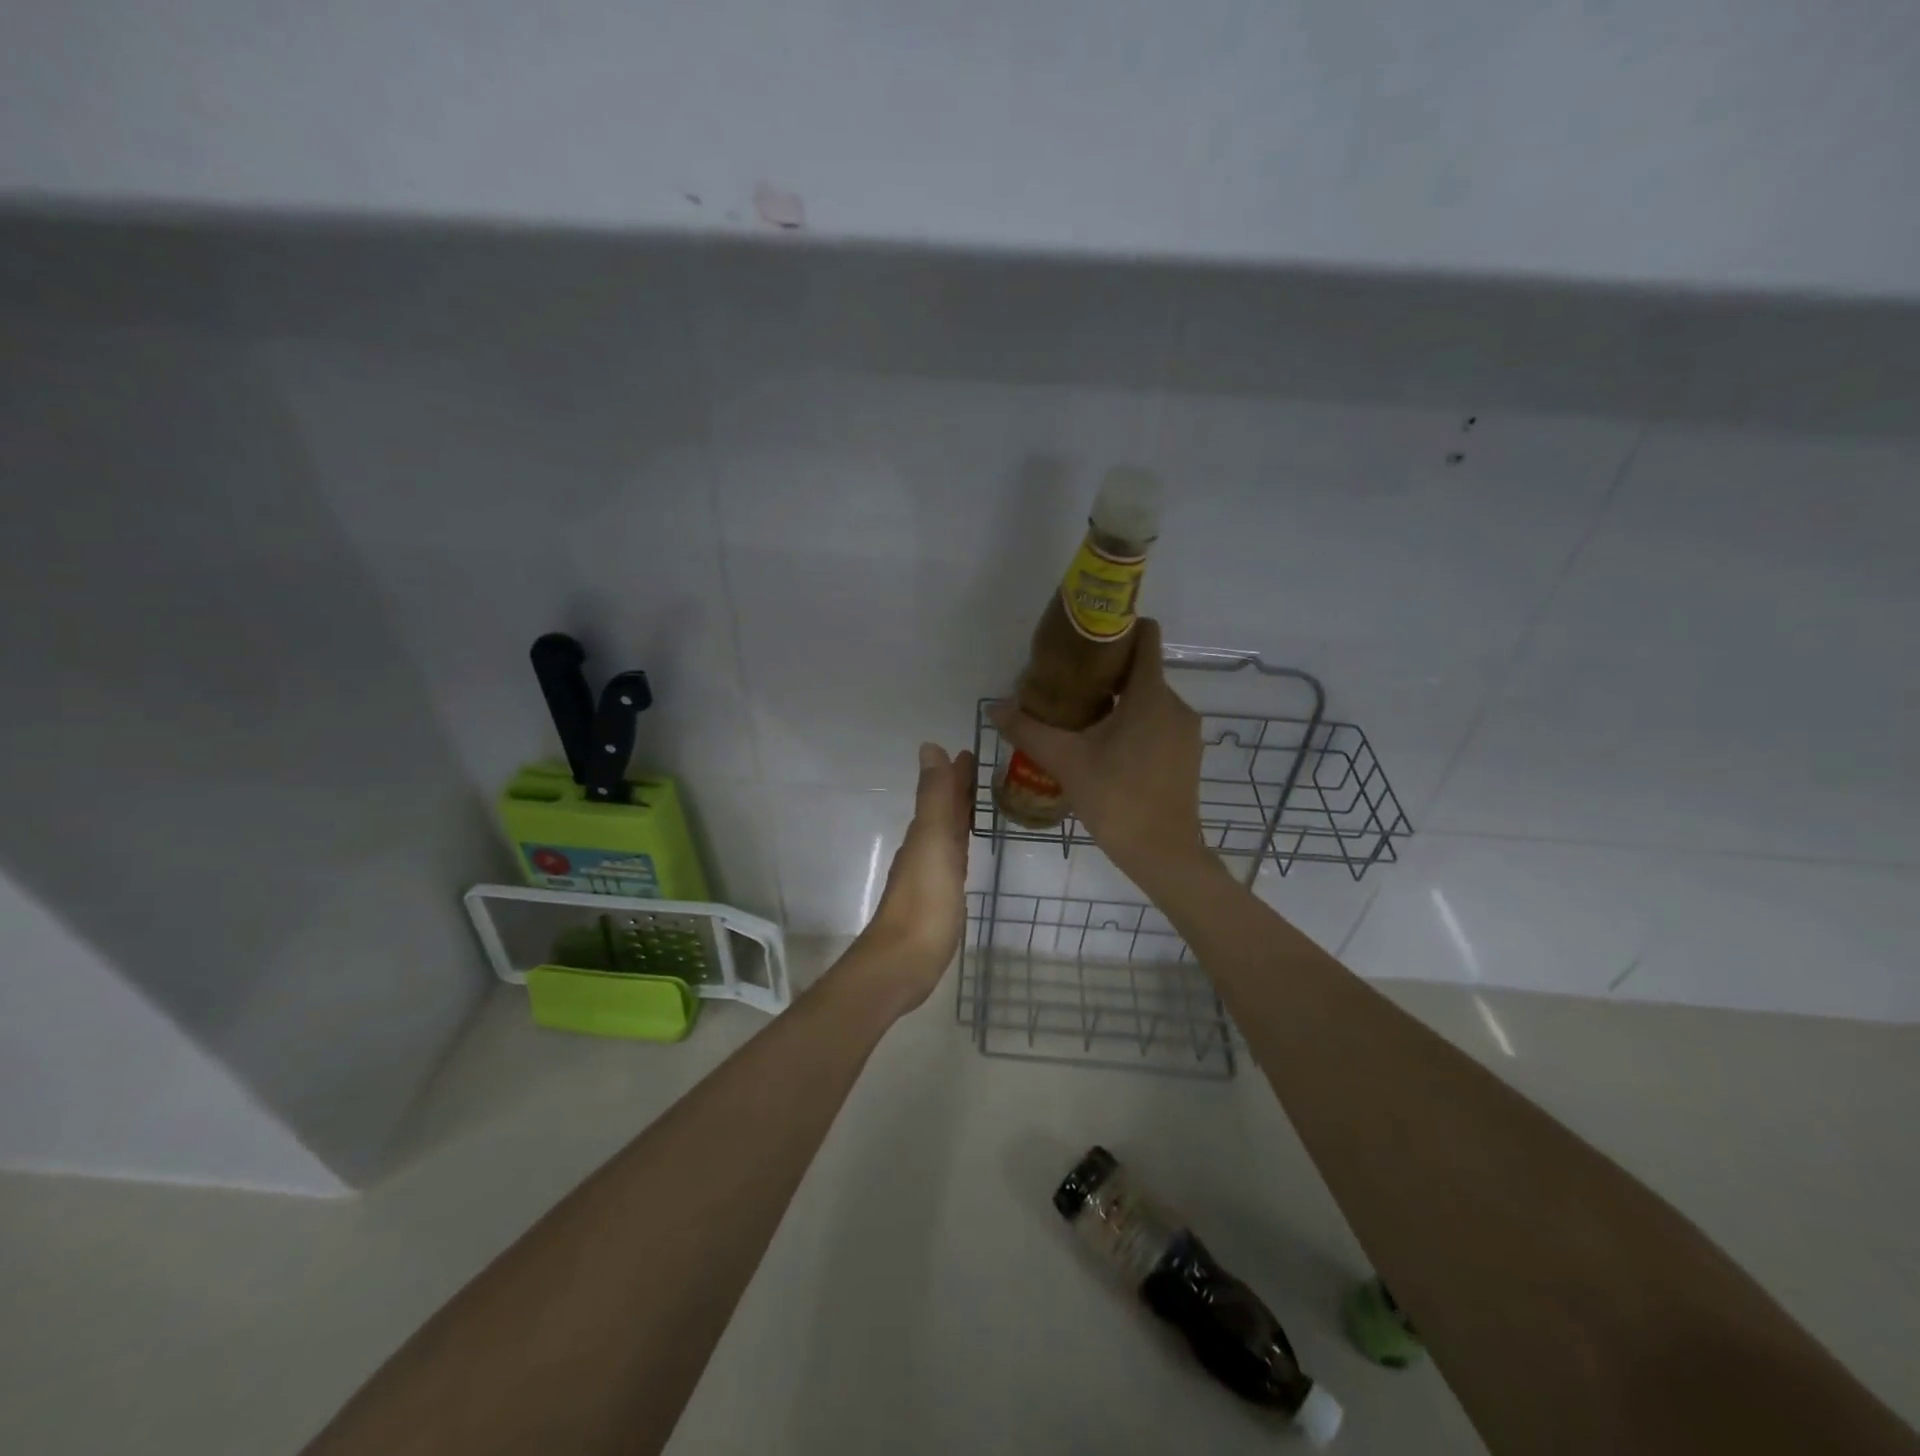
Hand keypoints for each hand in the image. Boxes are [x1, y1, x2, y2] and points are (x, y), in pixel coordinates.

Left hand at [847, 742, 975, 1013]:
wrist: (903, 963)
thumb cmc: (924, 902)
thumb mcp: (933, 842)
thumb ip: (935, 798)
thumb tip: (930, 747)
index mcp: (925, 834)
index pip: (942, 794)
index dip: (955, 774)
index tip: (971, 753)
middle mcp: (924, 850)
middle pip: (943, 812)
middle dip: (958, 791)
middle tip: (979, 772)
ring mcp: (928, 877)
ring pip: (946, 836)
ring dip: (958, 817)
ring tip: (977, 805)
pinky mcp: (937, 902)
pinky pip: (951, 862)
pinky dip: (959, 848)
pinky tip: (964, 856)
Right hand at [989, 619, 1205, 887]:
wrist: (1163, 854)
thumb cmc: (1116, 799)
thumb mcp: (1066, 762)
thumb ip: (1029, 730)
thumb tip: (995, 707)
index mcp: (1150, 695)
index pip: (1145, 637)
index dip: (1118, 629)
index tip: (1085, 639)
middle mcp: (1175, 704)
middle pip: (1141, 670)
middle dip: (1106, 672)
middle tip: (1066, 686)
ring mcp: (1185, 731)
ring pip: (1148, 699)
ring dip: (1118, 701)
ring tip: (1081, 719)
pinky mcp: (1186, 754)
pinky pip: (1157, 722)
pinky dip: (1133, 723)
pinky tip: (1105, 747)